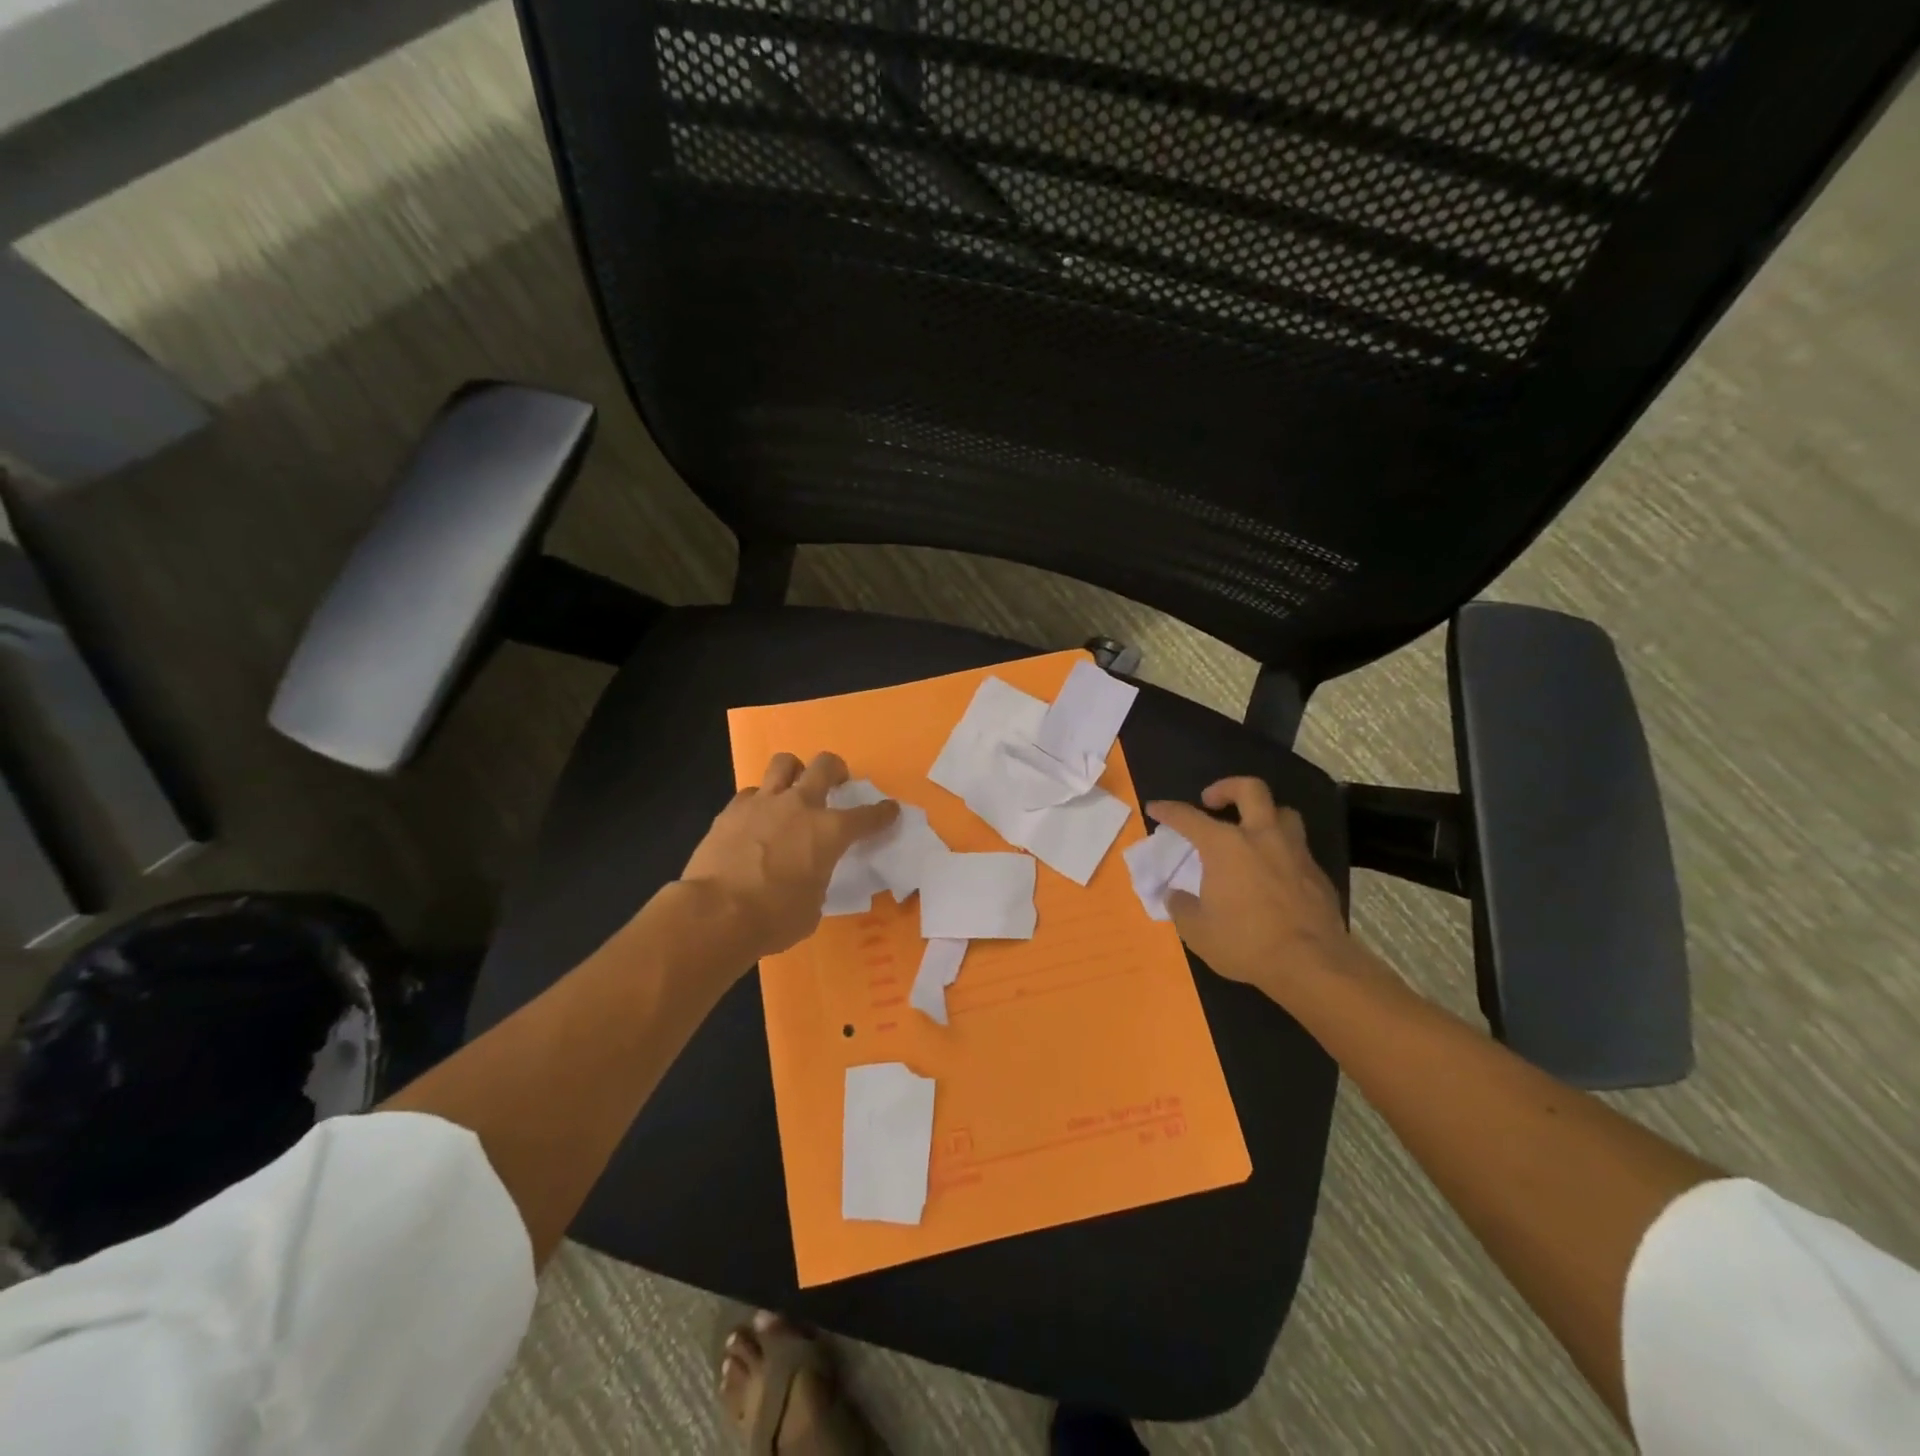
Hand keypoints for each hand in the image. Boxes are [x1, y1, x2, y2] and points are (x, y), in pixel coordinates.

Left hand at [680, 751, 898, 963]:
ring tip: (792, 787)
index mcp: (829, 832)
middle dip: (836, 769)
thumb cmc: (775, 918)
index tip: (890, 810)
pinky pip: (750, 793)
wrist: (716, 913)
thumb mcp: (812, 906)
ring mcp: (763, 803)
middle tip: (836, 781)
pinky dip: (758, 802)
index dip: (883, 813)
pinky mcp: (731, 810)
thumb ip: (817, 880)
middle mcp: (799, 806)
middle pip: (824, 765)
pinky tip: (755, 819)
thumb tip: (807, 876)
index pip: (867, 816)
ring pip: (784, 763)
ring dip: (793, 771)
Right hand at [1145, 778, 1378, 1005]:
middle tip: (1212, 801)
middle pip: (1250, 789)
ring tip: (1250, 832)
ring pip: (1283, 813)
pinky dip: (1281, 851)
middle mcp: (1262, 837)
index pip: (1189, 817)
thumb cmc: (1246, 942)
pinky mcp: (1318, 874)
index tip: (1155, 808)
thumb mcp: (1197, 931)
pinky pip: (1297, 848)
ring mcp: (1295, 852)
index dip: (1168, 810)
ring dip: (1264, 815)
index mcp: (1225, 845)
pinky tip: (1273, 873)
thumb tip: (1175, 895)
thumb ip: (1181, 907)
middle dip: (1227, 787)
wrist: (1313, 965)